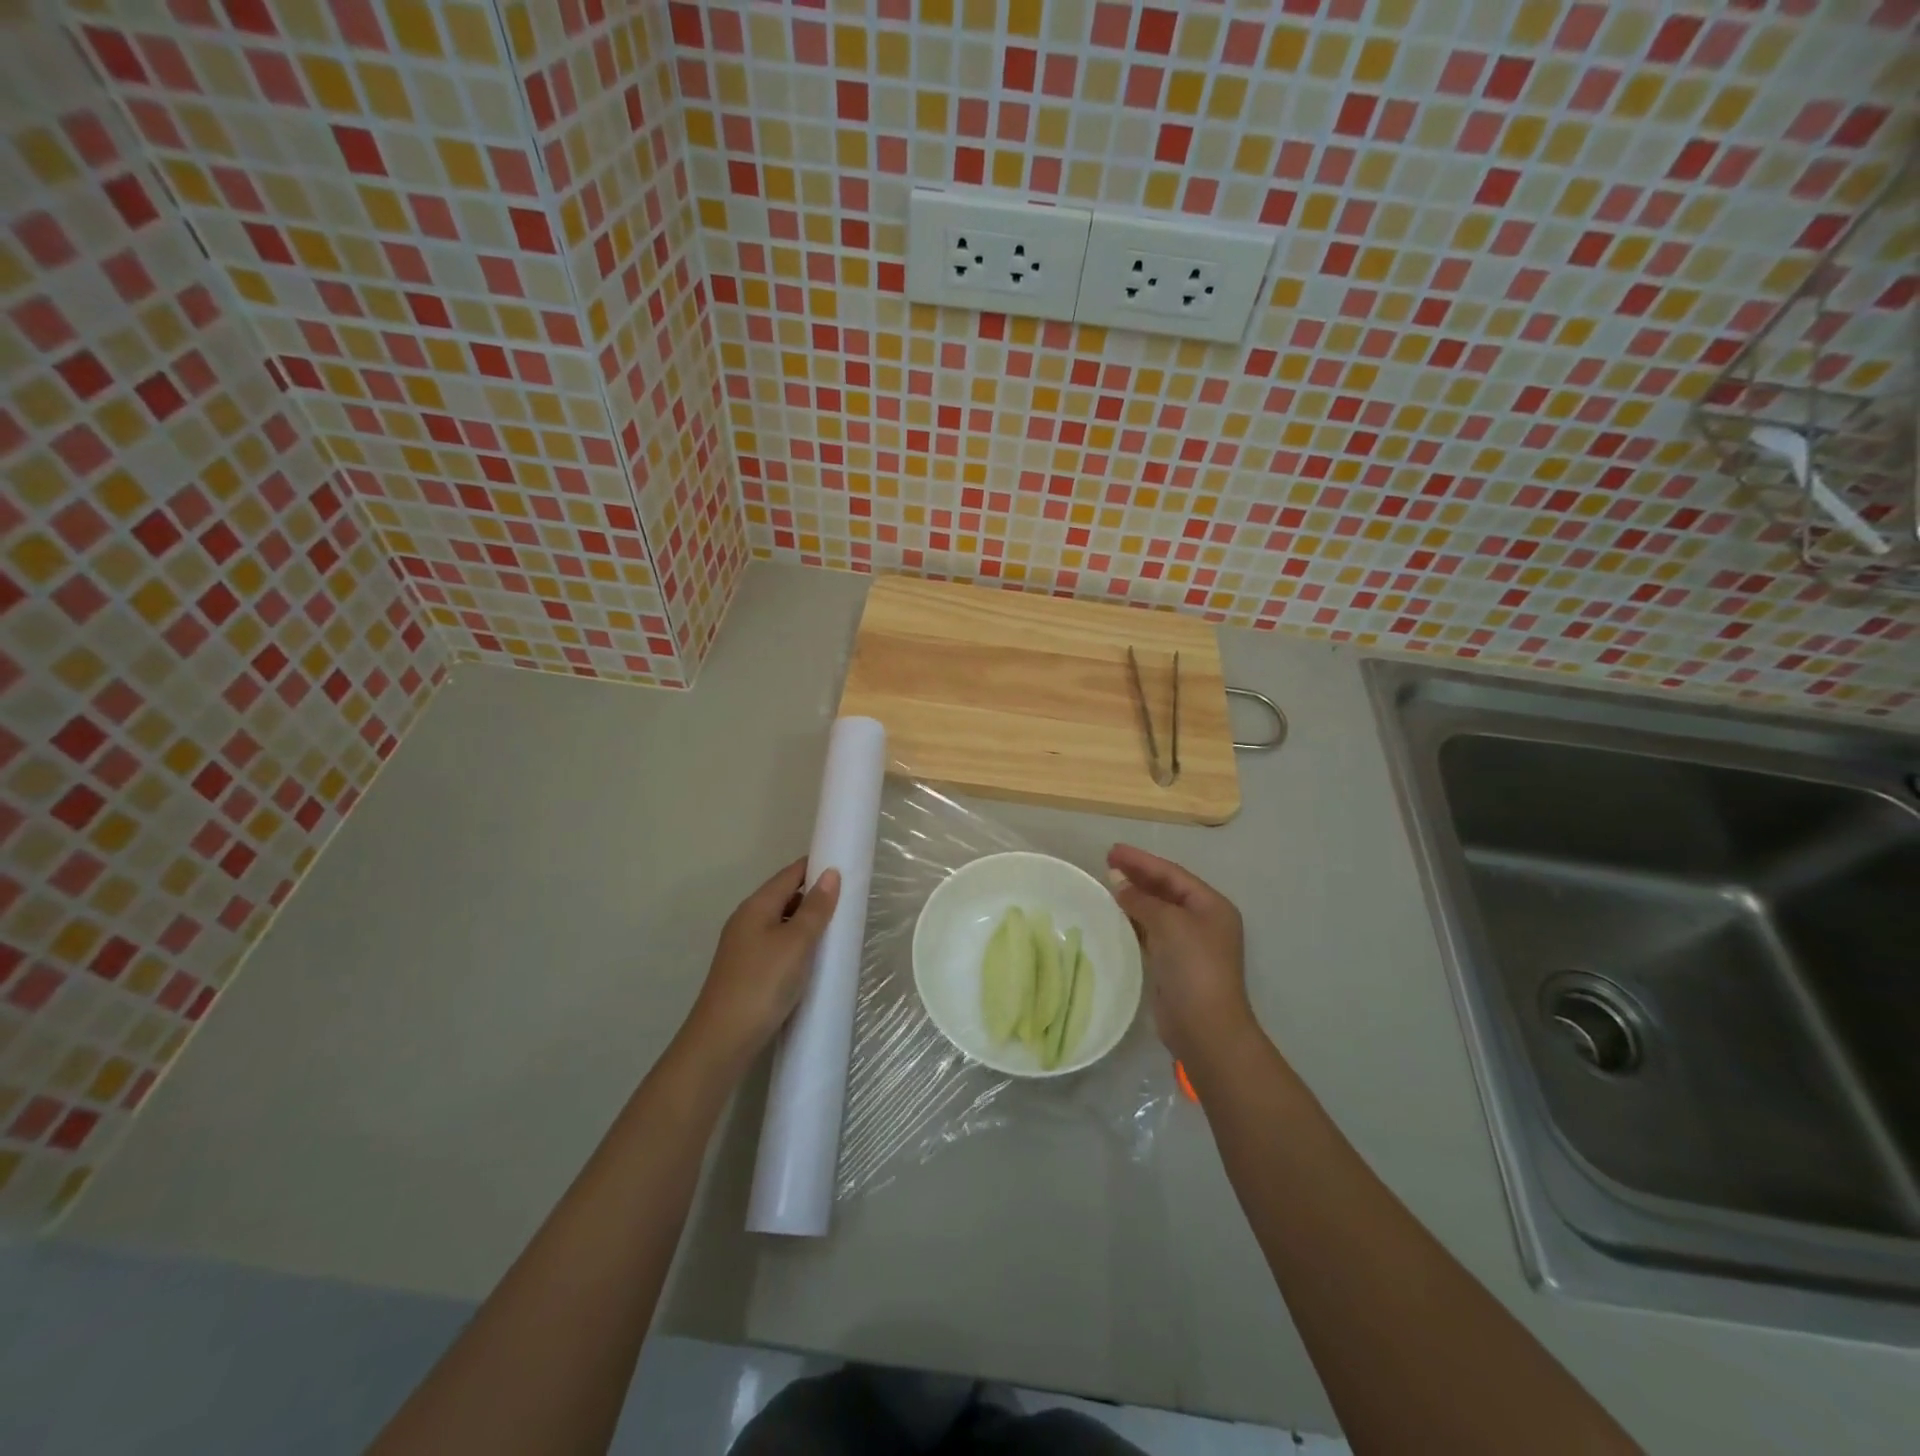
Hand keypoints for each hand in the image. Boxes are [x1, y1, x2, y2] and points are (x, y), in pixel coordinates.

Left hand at [680, 858, 840, 1073]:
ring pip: (781, 922)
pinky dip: (798, 943)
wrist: (722, 1041)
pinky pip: (778, 945)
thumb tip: (830, 873)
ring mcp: (744, 947)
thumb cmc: (763, 984)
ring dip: (806, 921)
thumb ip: (815, 908)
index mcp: (756, 906)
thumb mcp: (796, 943)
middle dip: (814, 894)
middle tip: (849, 899)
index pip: (789, 874)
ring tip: (837, 928)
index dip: (815, 866)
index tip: (845, 865)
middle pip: (784, 896)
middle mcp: (747, 921)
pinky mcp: (747, 971)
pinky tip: (814, 958)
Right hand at [1108, 844, 1254, 1068]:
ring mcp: (1189, 943)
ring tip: (1108, 883)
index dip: (1142, 860)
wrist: (1204, 1027)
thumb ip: (1143, 900)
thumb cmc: (1193, 967)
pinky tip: (1116, 914)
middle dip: (1138, 875)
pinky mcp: (1174, 963)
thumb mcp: (1169, 924)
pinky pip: (1151, 931)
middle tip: (1107, 861)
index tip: (1113, 850)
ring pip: (1157, 910)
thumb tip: (1119, 884)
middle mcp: (1203, 920)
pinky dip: (1134, 919)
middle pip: (1166, 889)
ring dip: (1135, 896)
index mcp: (1211, 905)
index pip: (1172, 874)